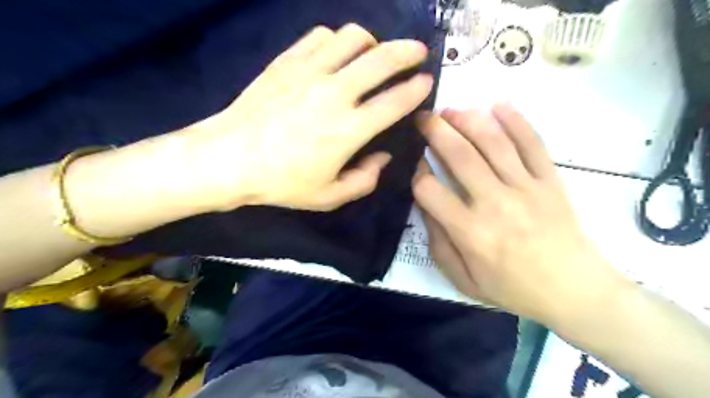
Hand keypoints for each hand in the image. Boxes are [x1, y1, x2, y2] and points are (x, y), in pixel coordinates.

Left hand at [181, 22, 429, 210]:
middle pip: (382, 59)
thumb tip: (383, 157)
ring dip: (372, 42)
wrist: (230, 159)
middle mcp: (335, 94)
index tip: (427, 82)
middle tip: (418, 52)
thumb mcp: (329, 197)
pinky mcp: (287, 62)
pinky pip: (321, 37)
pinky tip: (338, 53)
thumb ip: (365, 180)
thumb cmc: (282, 183)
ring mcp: (310, 72)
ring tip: (374, 53)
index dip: (417, 89)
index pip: (395, 101)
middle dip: (408, 52)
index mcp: (349, 130)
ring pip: (353, 37)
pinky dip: (338, 40)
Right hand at [415, 104, 622, 325]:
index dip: (415, 172)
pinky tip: (498, 104)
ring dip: (468, 120)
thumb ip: (439, 244)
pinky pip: (533, 143)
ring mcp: (526, 188)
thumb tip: (425, 207)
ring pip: (493, 142)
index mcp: (471, 232)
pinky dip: (516, 120)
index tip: (413, 163)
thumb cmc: (514, 289)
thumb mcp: (464, 280)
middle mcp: (495, 203)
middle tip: (423, 117)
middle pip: (459, 155)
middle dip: (436, 130)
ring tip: (451, 110)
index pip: (429, 190)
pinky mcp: (550, 181)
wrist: (576, 291)